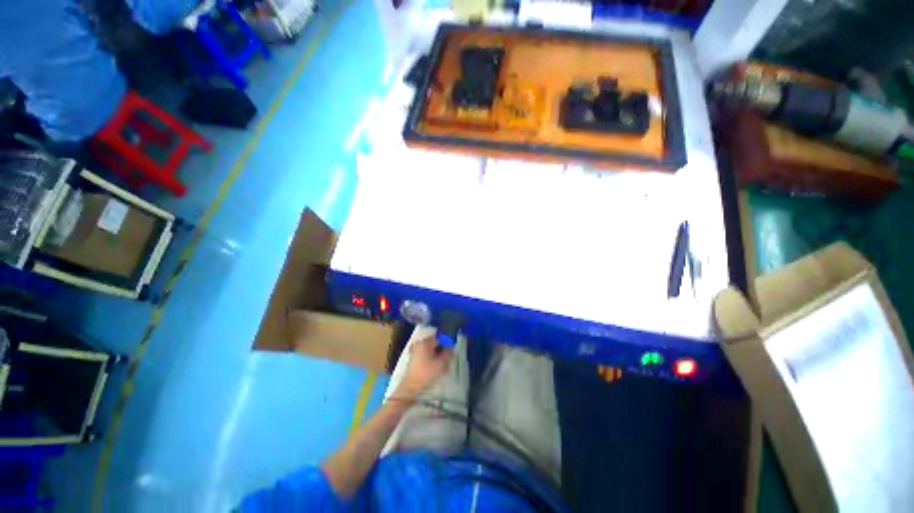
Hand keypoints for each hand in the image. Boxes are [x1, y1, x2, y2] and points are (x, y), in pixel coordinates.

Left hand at [396, 335, 452, 399]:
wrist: (411, 386)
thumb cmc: (426, 373)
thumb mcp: (441, 363)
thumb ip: (448, 354)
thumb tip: (452, 349)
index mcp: (425, 342)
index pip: (440, 338)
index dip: (447, 344)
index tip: (450, 352)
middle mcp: (420, 343)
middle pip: (435, 344)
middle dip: (442, 351)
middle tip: (446, 360)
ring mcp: (416, 350)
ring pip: (431, 350)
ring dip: (437, 356)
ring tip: (441, 366)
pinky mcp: (414, 358)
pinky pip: (426, 355)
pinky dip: (431, 359)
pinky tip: (434, 367)